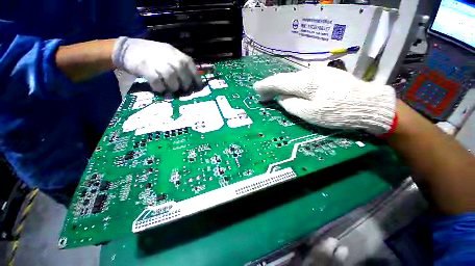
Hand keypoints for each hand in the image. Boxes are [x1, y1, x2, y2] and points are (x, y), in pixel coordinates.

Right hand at [112, 37, 201, 92]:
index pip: (191, 66)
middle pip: (184, 75)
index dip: (197, 78)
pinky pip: (158, 82)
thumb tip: (191, 81)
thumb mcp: (168, 55)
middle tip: (181, 89)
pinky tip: (159, 88)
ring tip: (170, 89)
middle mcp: (169, 57)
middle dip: (185, 85)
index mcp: (176, 53)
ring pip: (172, 79)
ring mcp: (158, 62)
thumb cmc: (152, 54)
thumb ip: (179, 65)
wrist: (127, 49)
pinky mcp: (146, 68)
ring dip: (173, 87)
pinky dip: (159, 88)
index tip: (199, 87)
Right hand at [253, 66, 396, 135]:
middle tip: (262, 95)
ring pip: (294, 80)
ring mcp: (320, 73)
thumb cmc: (339, 112)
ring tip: (274, 94)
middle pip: (285, 79)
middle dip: (272, 87)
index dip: (266, 85)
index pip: (279, 82)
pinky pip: (303, 81)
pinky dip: (293, 87)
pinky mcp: (326, 76)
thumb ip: (291, 104)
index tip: (256, 89)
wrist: (369, 105)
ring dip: (282, 87)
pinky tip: (290, 91)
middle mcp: (310, 73)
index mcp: (305, 82)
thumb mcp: (310, 113)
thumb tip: (280, 97)